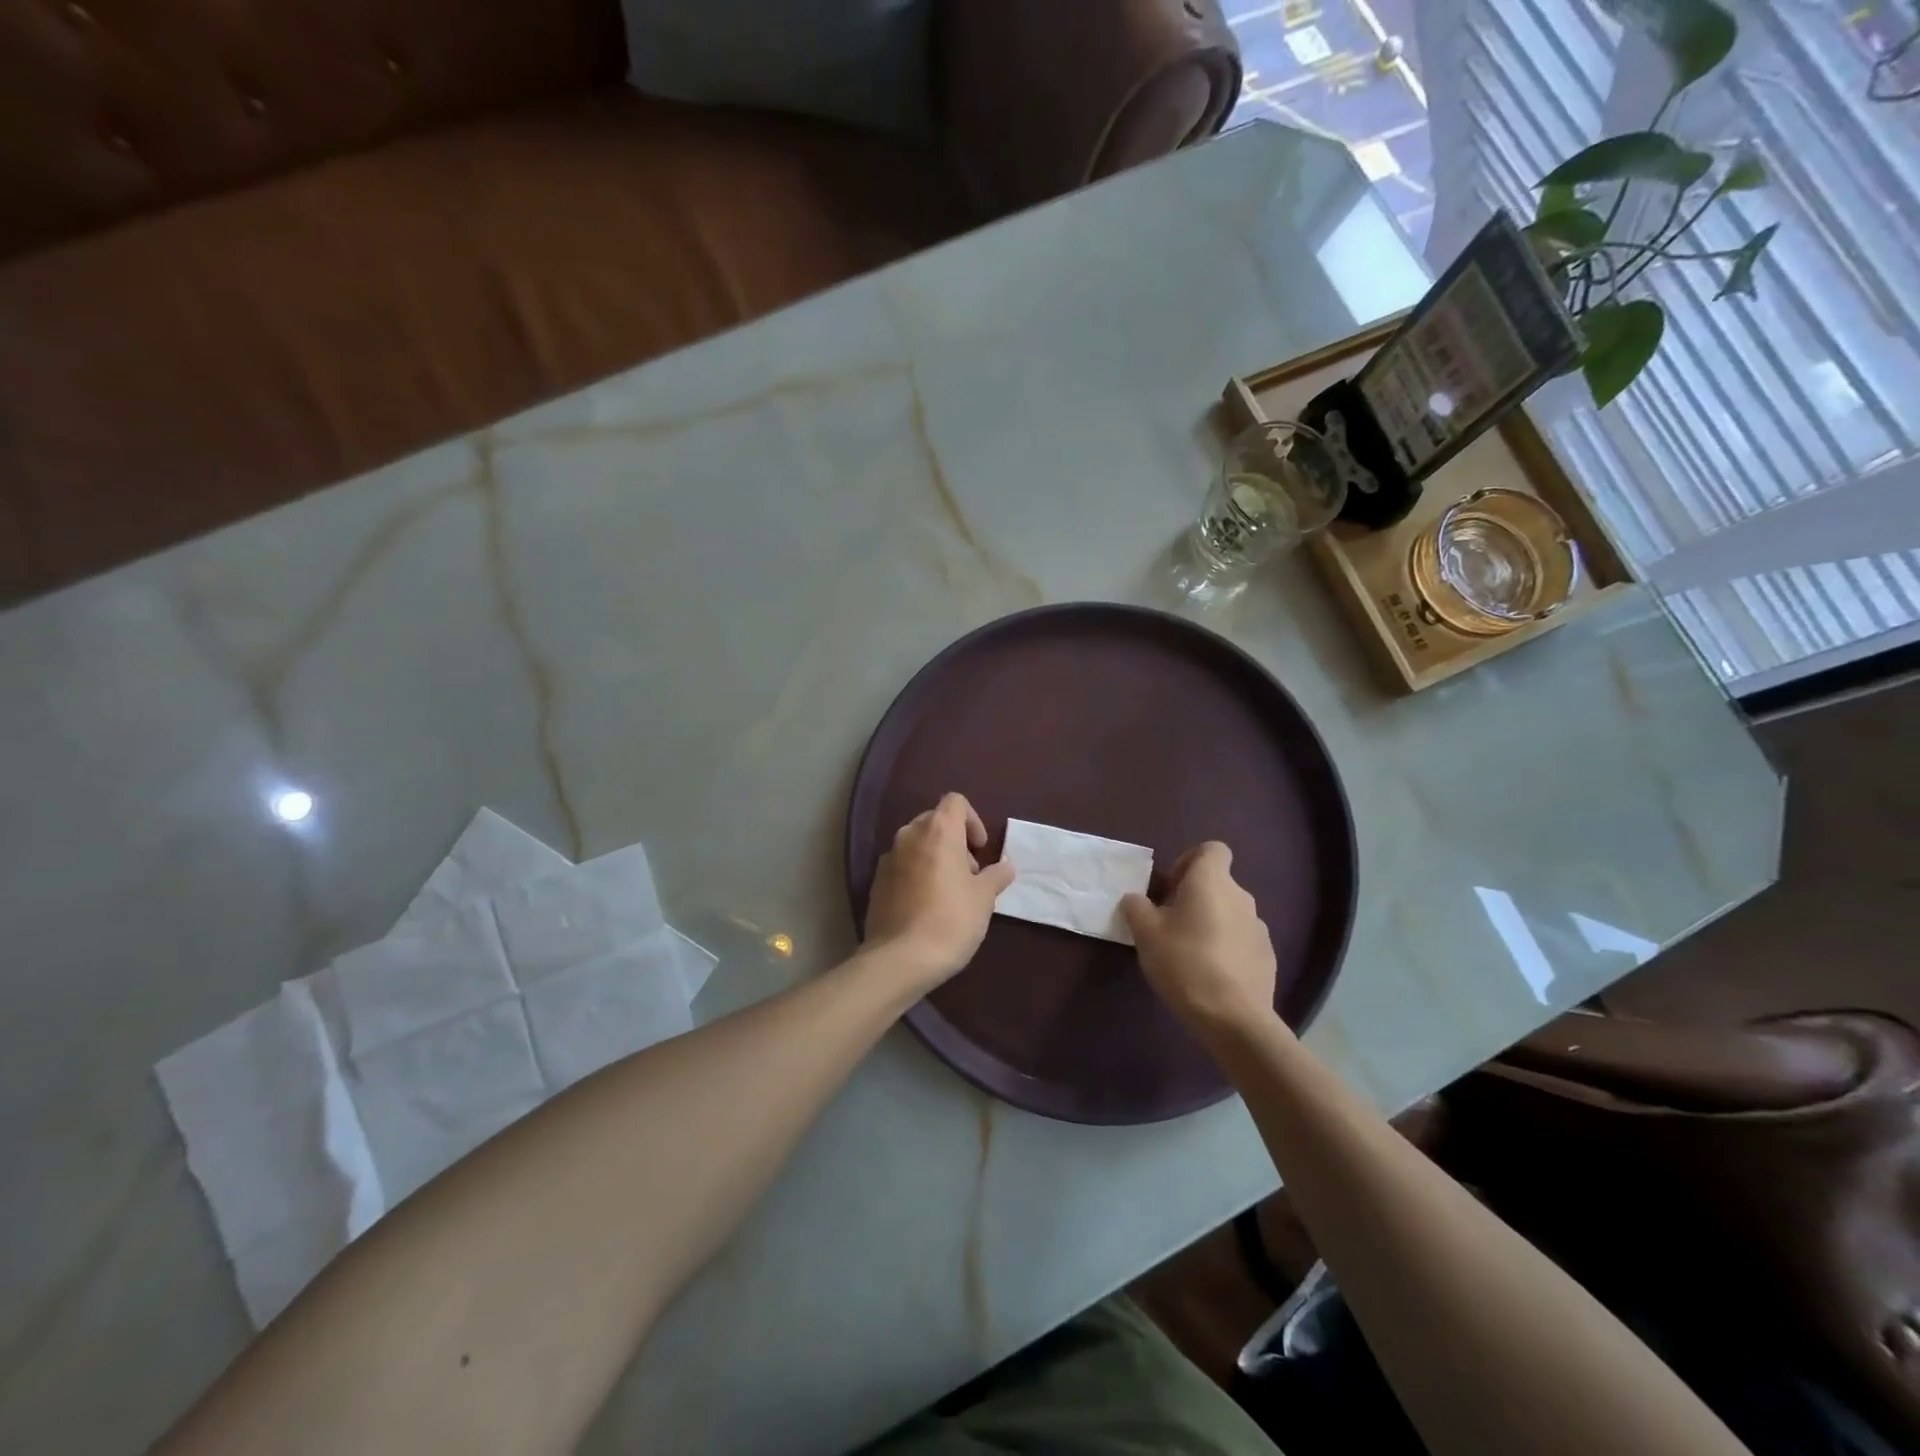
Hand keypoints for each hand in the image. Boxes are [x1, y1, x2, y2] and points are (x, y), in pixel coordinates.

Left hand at [863, 793, 1014, 992]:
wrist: (900, 959)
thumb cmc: (951, 920)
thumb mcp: (984, 898)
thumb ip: (996, 875)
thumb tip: (1005, 866)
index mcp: (938, 831)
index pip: (956, 802)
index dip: (973, 820)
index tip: (980, 849)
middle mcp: (909, 835)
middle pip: (935, 821)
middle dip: (955, 840)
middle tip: (969, 873)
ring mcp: (888, 858)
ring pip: (917, 844)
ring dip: (935, 857)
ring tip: (949, 891)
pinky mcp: (876, 881)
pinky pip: (902, 865)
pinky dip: (916, 873)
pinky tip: (926, 905)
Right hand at [1121, 842, 1278, 1041]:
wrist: (1233, 1018)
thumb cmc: (1184, 963)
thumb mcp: (1145, 933)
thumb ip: (1136, 907)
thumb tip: (1136, 899)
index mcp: (1212, 881)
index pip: (1211, 849)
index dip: (1189, 860)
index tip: (1170, 887)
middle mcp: (1241, 896)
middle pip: (1217, 883)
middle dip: (1193, 897)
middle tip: (1168, 924)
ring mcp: (1259, 927)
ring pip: (1228, 912)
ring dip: (1209, 922)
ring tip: (1188, 953)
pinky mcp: (1267, 956)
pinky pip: (1241, 939)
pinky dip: (1225, 947)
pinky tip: (1210, 975)